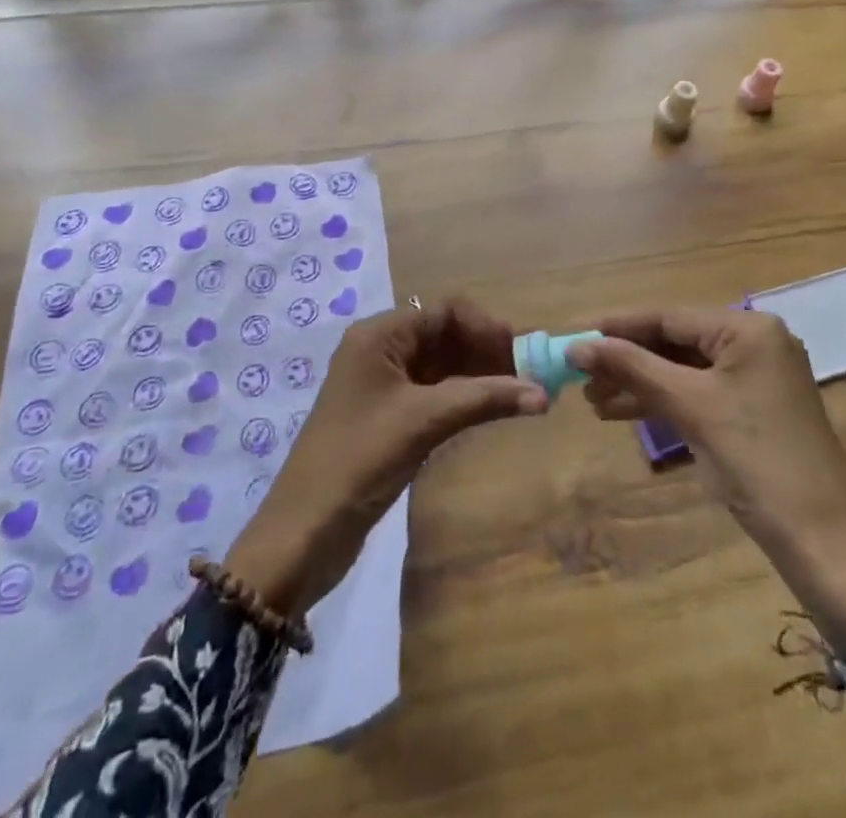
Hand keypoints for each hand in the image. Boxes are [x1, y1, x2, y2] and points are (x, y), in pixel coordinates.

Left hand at [225, 297, 545, 616]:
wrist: (303, 532)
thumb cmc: (359, 460)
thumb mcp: (423, 421)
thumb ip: (483, 399)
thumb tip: (542, 394)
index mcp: (379, 335)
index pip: (442, 312)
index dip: (484, 327)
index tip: (521, 353)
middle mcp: (379, 350)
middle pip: (443, 336)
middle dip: (485, 351)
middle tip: (527, 377)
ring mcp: (382, 385)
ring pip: (441, 366)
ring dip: (478, 376)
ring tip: (518, 394)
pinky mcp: (387, 416)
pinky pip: (433, 393)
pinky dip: (462, 398)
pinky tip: (490, 411)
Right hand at [568, 308, 845, 663]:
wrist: (820, 541)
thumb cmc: (755, 460)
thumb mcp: (689, 406)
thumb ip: (632, 367)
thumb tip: (578, 344)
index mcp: (749, 330)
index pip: (670, 317)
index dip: (620, 327)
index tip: (578, 336)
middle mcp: (756, 343)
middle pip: (676, 342)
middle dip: (628, 360)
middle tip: (582, 376)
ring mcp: (757, 378)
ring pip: (684, 370)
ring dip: (640, 383)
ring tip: (594, 400)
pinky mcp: (754, 409)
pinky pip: (699, 392)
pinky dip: (664, 401)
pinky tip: (624, 412)